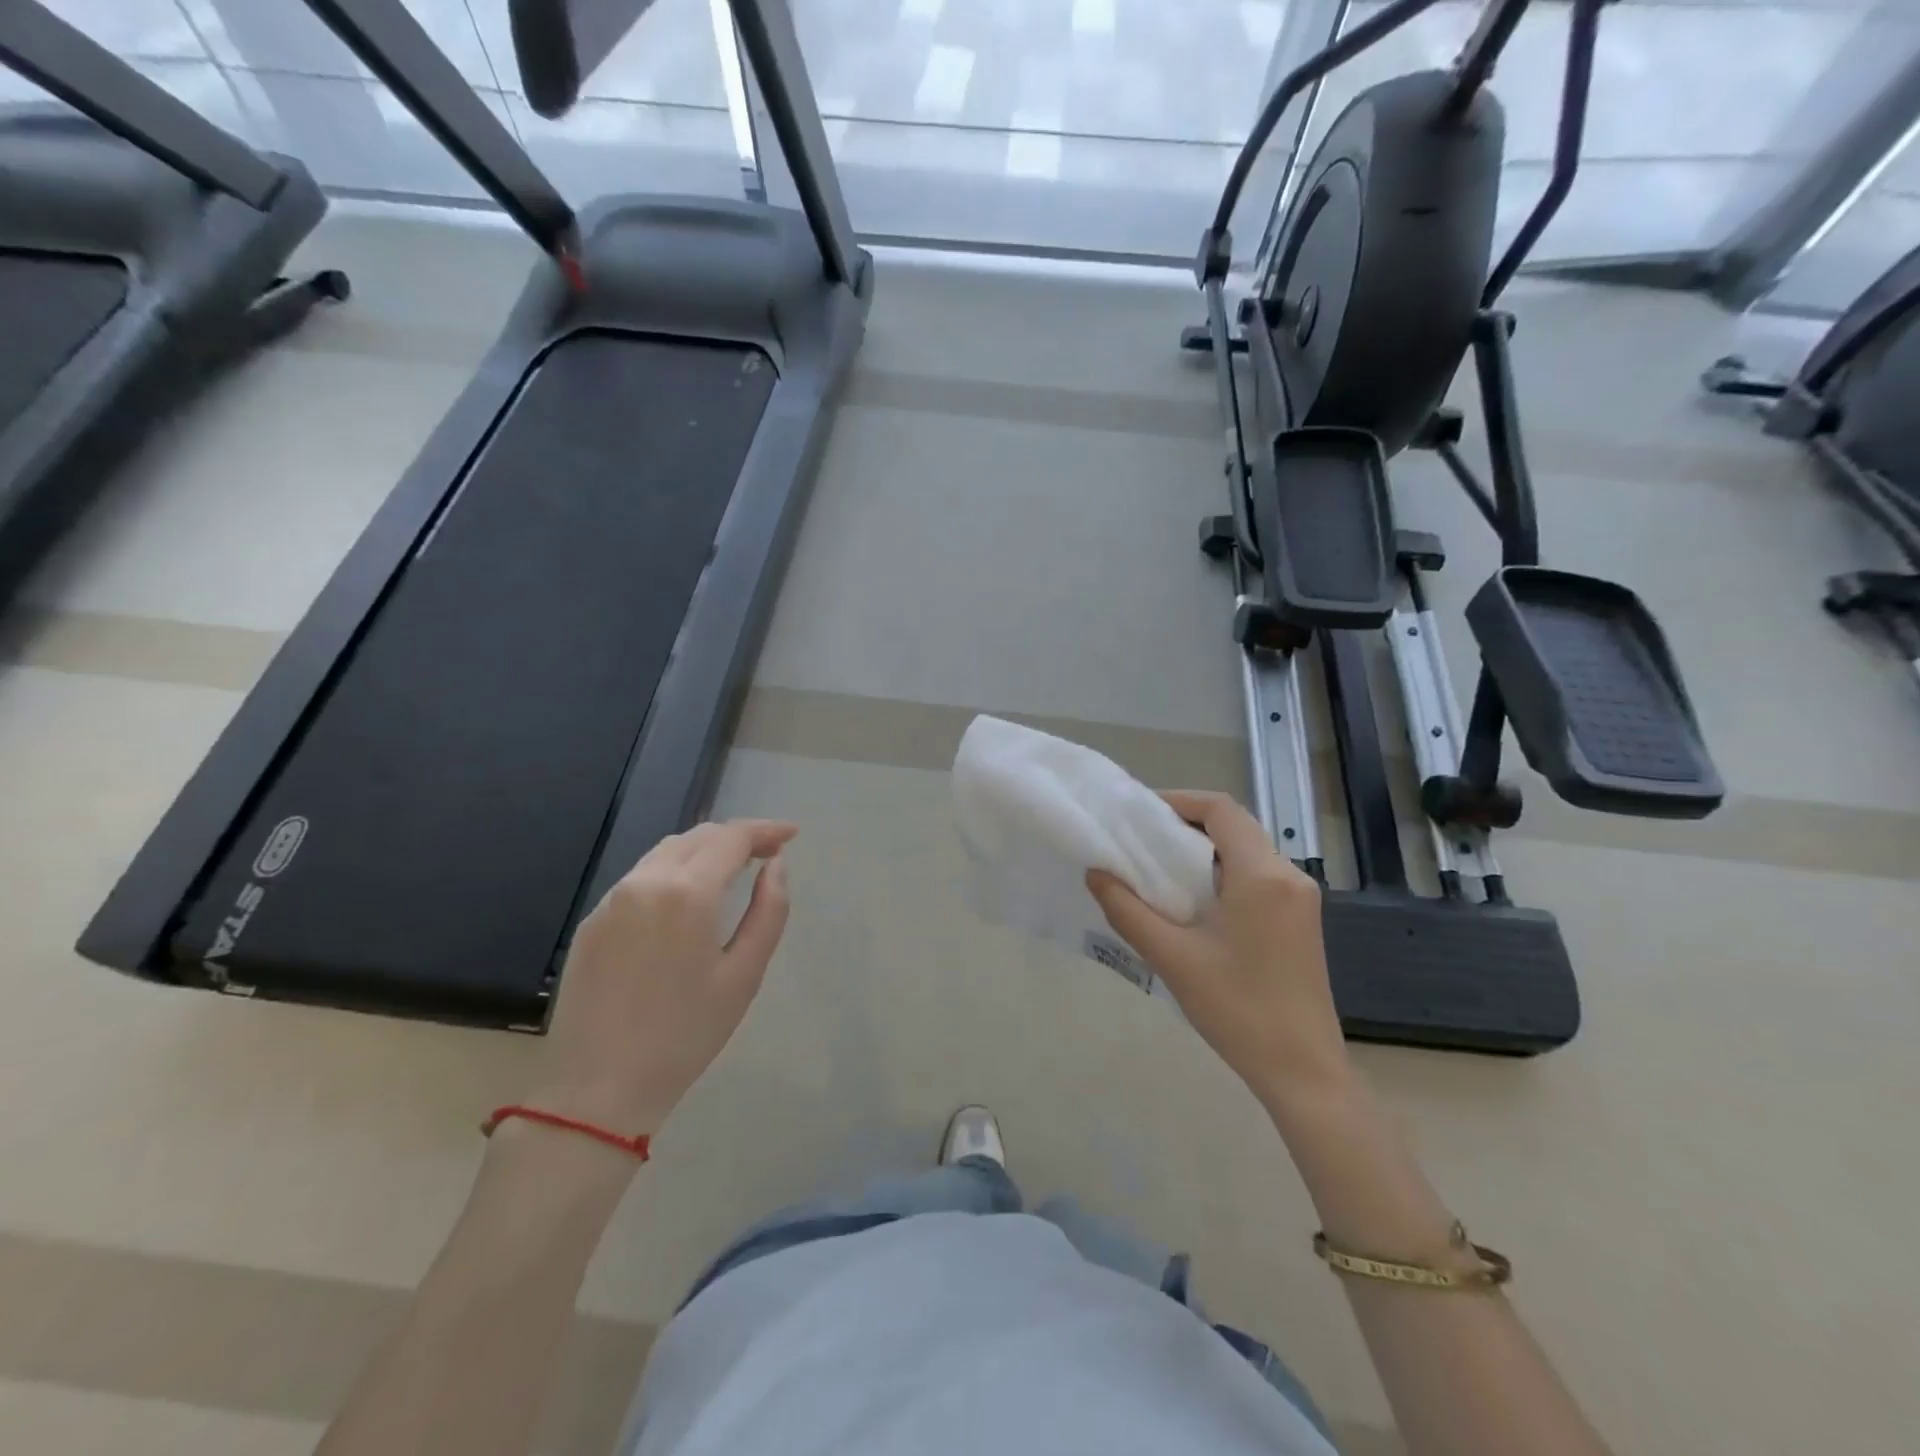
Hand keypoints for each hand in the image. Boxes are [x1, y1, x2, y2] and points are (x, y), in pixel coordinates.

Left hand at [529, 819, 796, 1136]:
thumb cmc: (685, 1035)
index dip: (765, 829)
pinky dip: (674, 871)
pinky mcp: (591, 921)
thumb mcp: (744, 976)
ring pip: (666, 852)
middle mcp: (645, 882)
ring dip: (704, 850)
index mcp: (687, 893)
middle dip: (737, 837)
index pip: (731, 838)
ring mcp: (612, 900)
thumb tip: (776, 866)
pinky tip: (687, 898)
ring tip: (732, 869)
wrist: (597, 1089)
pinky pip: (641, 877)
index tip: (792, 834)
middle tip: (768, 852)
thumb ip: (769, 911)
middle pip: (698, 836)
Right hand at [1087, 790, 1349, 1108]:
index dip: (1179, 800)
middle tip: (1141, 841)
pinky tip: (1194, 901)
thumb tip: (1096, 873)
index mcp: (1262, 875)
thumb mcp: (1173, 958)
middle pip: (1235, 827)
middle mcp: (1289, 875)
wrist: (1303, 1071)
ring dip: (1204, 851)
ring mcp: (1301, 899)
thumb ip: (1128, 910)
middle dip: (1186, 825)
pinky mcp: (1301, 920)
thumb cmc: (1237, 1009)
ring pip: (1247, 851)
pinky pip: (1258, 876)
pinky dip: (1222, 874)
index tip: (1140, 814)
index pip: (1221, 809)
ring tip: (1159, 870)